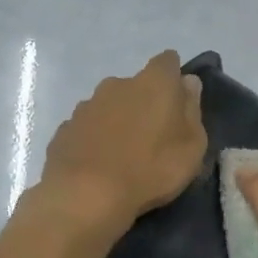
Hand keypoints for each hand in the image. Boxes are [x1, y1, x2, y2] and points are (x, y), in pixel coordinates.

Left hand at [38, 51, 207, 231]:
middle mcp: (117, 84)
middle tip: (153, 134)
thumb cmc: (151, 169)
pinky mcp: (65, 129)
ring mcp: (86, 105)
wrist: (87, 195)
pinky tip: (100, 163)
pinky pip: (88, 128)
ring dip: (118, 120)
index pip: (168, 62)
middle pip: (136, 85)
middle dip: (145, 102)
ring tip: (125, 153)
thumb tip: (188, 83)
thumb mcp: (191, 147)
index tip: (178, 100)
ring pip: (109, 106)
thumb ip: (191, 110)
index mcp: (153, 83)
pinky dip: (96, 139)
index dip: (174, 77)